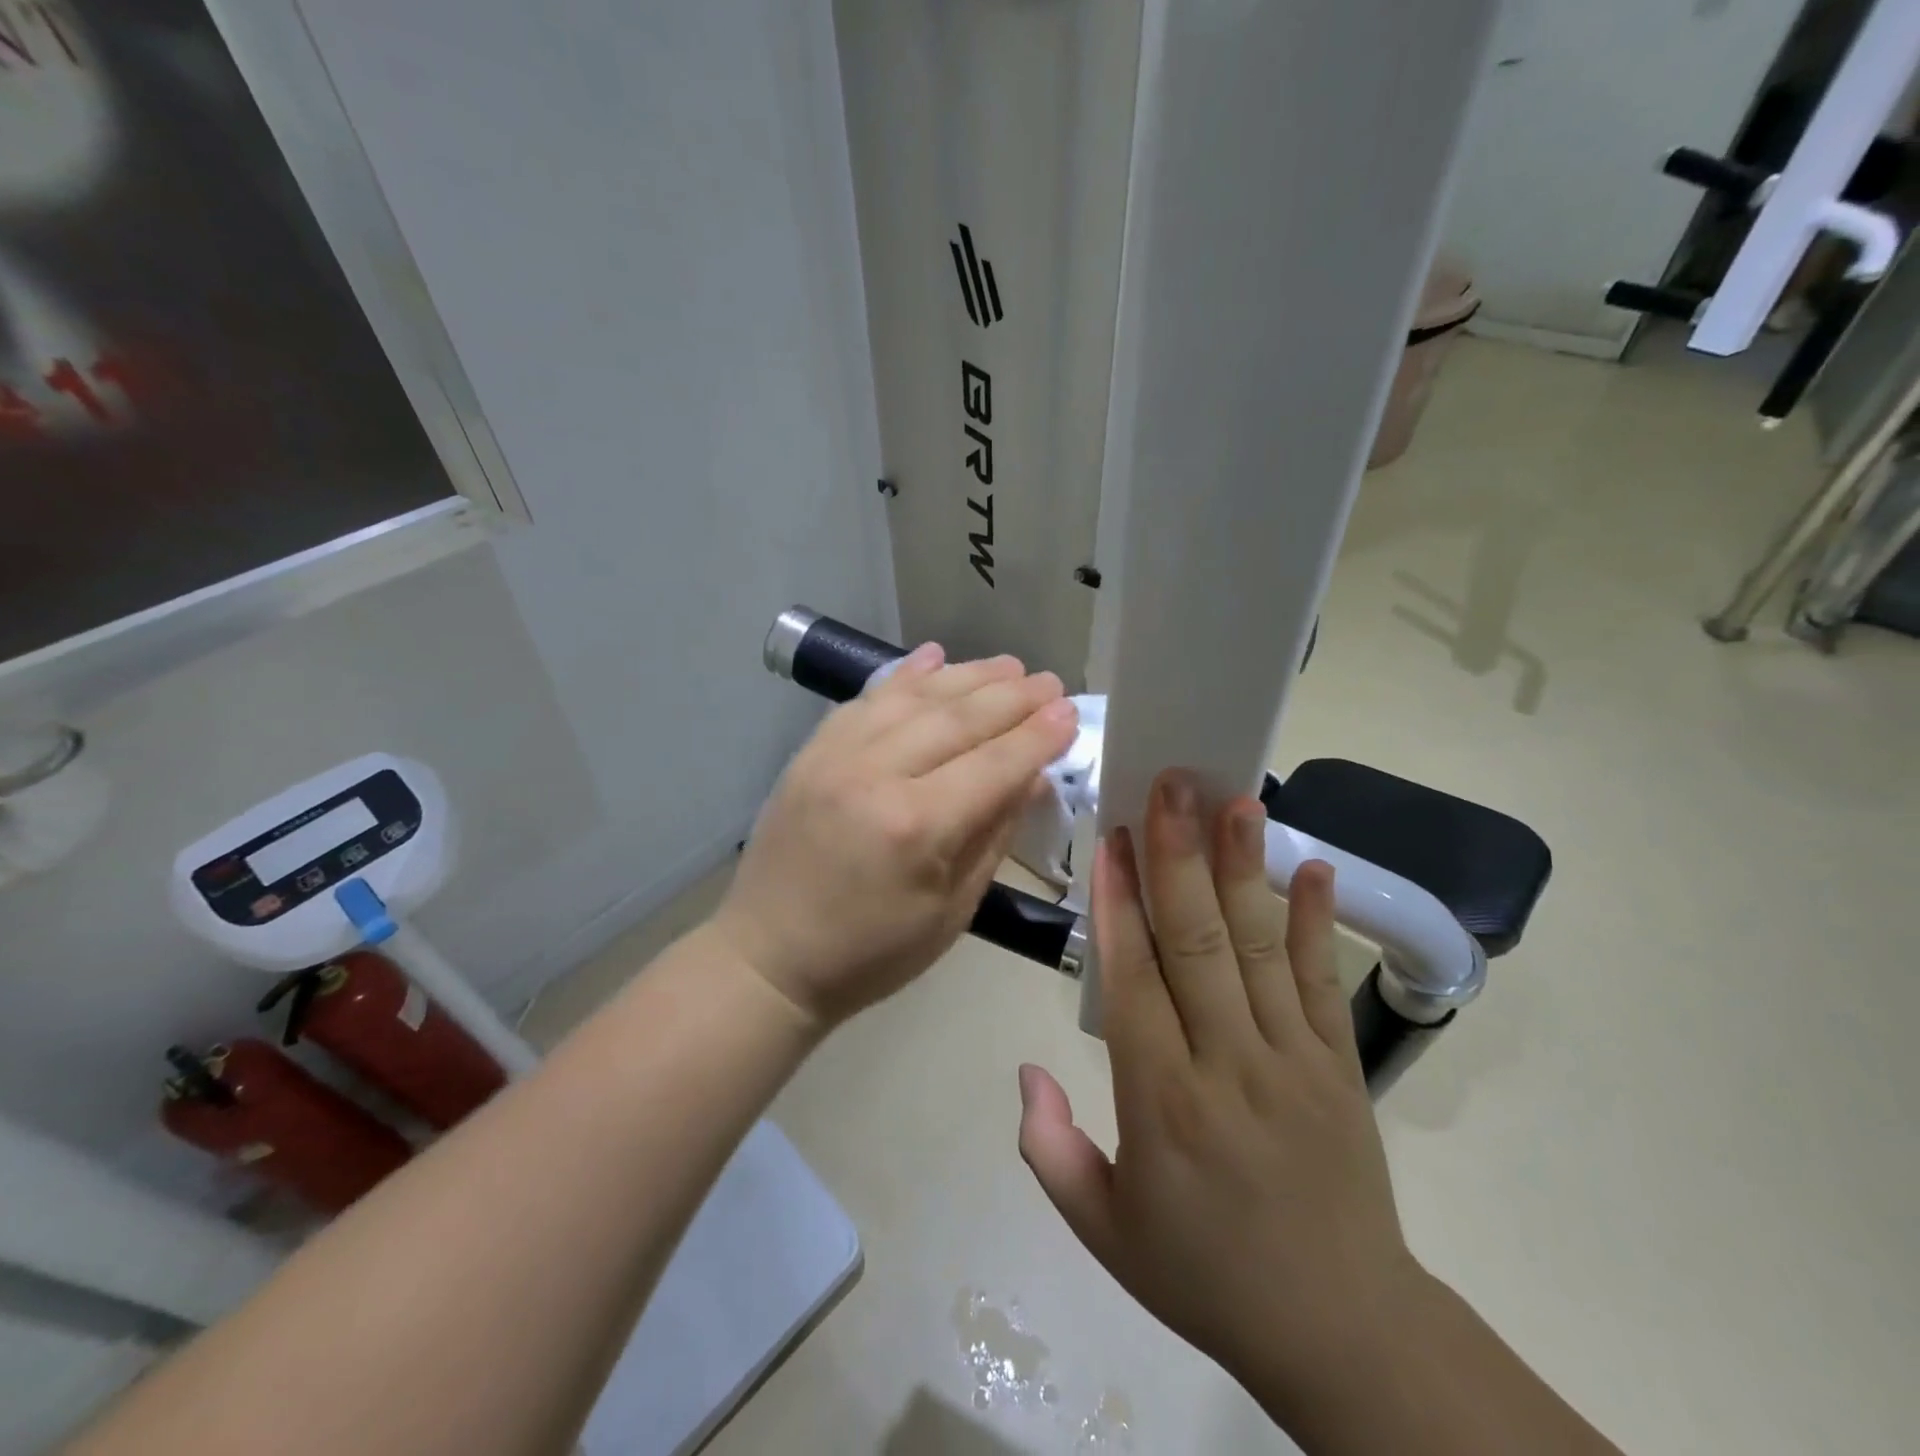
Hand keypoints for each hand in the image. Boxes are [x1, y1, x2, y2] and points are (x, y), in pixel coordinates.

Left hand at [715, 643, 1078, 1028]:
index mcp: (917, 827)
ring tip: (1008, 665)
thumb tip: (1031, 777)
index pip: (995, 764)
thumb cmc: (871, 953)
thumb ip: (994, 836)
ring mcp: (836, 756)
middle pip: (958, 719)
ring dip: (966, 676)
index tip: (1071, 712)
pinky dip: (904, 676)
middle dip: (1012, 697)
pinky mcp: (811, 751)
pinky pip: (866, 700)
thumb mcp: (952, 911)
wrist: (768, 957)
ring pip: (914, 698)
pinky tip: (934, 657)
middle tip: (1050, 681)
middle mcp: (876, 775)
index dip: (1038, 736)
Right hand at [1017, 771, 1420, 1411]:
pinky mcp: (1341, 1066)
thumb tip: (1026, 1065)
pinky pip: (1322, 982)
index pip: (1134, 982)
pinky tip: (1314, 865)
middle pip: (1197, 944)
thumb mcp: (1102, 1230)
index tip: (1110, 839)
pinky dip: (1316, 921)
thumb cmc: (1205, 1274)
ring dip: (1244, 868)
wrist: (1341, 1332)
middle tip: (1170, 786)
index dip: (1119, 904)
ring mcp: (1294, 1060)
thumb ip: (1048, 1147)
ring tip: (1235, 800)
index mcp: (1163, 1104)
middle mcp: (1229, 1066)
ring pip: (1260, 948)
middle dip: (1178, 857)